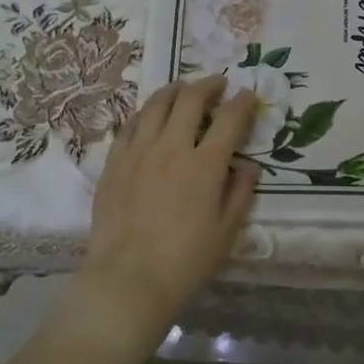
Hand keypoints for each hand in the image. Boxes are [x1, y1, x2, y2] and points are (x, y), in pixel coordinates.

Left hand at [73, 77, 260, 351]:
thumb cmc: (186, 261)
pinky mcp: (114, 163)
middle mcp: (172, 147)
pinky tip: (150, 115)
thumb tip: (249, 164)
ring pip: (156, 104)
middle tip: (218, 84)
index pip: (230, 118)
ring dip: (175, 90)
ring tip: (183, 89)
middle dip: (209, 85)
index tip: (249, 95)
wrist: (129, 280)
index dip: (243, 102)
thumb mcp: (227, 231)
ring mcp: (139, 152)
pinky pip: (130, 125)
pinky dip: (145, 113)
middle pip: (190, 99)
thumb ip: (241, 192)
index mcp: (205, 164)